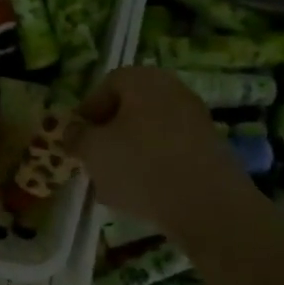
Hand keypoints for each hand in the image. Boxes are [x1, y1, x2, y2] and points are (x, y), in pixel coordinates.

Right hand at [74, 68, 248, 238]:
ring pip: (149, 133)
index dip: (88, 111)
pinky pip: (170, 152)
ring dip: (129, 155)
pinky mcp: (210, 149)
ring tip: (114, 186)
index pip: (107, 85)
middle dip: (109, 135)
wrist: (207, 204)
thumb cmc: (141, 167)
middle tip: (94, 162)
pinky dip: (154, 168)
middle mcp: (173, 90)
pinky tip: (143, 196)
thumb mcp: (94, 151)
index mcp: (144, 80)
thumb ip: (77, 137)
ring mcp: (196, 119)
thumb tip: (74, 130)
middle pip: (130, 109)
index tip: (77, 139)